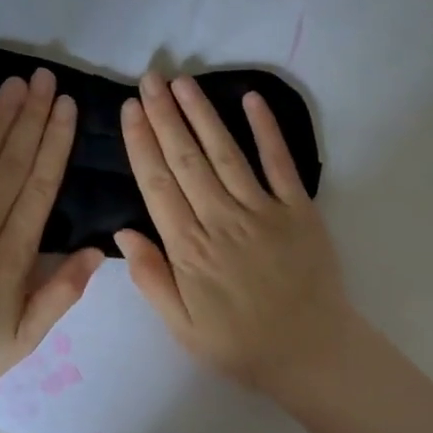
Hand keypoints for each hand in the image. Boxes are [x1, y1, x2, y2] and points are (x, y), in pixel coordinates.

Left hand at [0, 68, 102, 413]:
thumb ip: (61, 292)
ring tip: (17, 84)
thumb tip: (96, 249)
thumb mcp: (25, 337)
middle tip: (46, 78)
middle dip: (33, 117)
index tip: (67, 107)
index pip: (40, 186)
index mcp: (13, 253)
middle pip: (12, 162)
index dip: (56, 143)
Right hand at [116, 71, 353, 400]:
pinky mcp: (299, 210)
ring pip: (225, 153)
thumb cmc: (238, 343)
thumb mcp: (181, 327)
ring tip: (182, 82)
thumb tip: (123, 232)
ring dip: (202, 114)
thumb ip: (152, 278)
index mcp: (189, 249)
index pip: (158, 184)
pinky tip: (249, 99)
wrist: (309, 353)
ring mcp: (263, 211)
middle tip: (150, 79)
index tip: (130, 110)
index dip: (141, 143)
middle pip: (186, 159)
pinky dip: (266, 130)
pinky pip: (280, 163)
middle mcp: (222, 220)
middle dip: (165, 116)